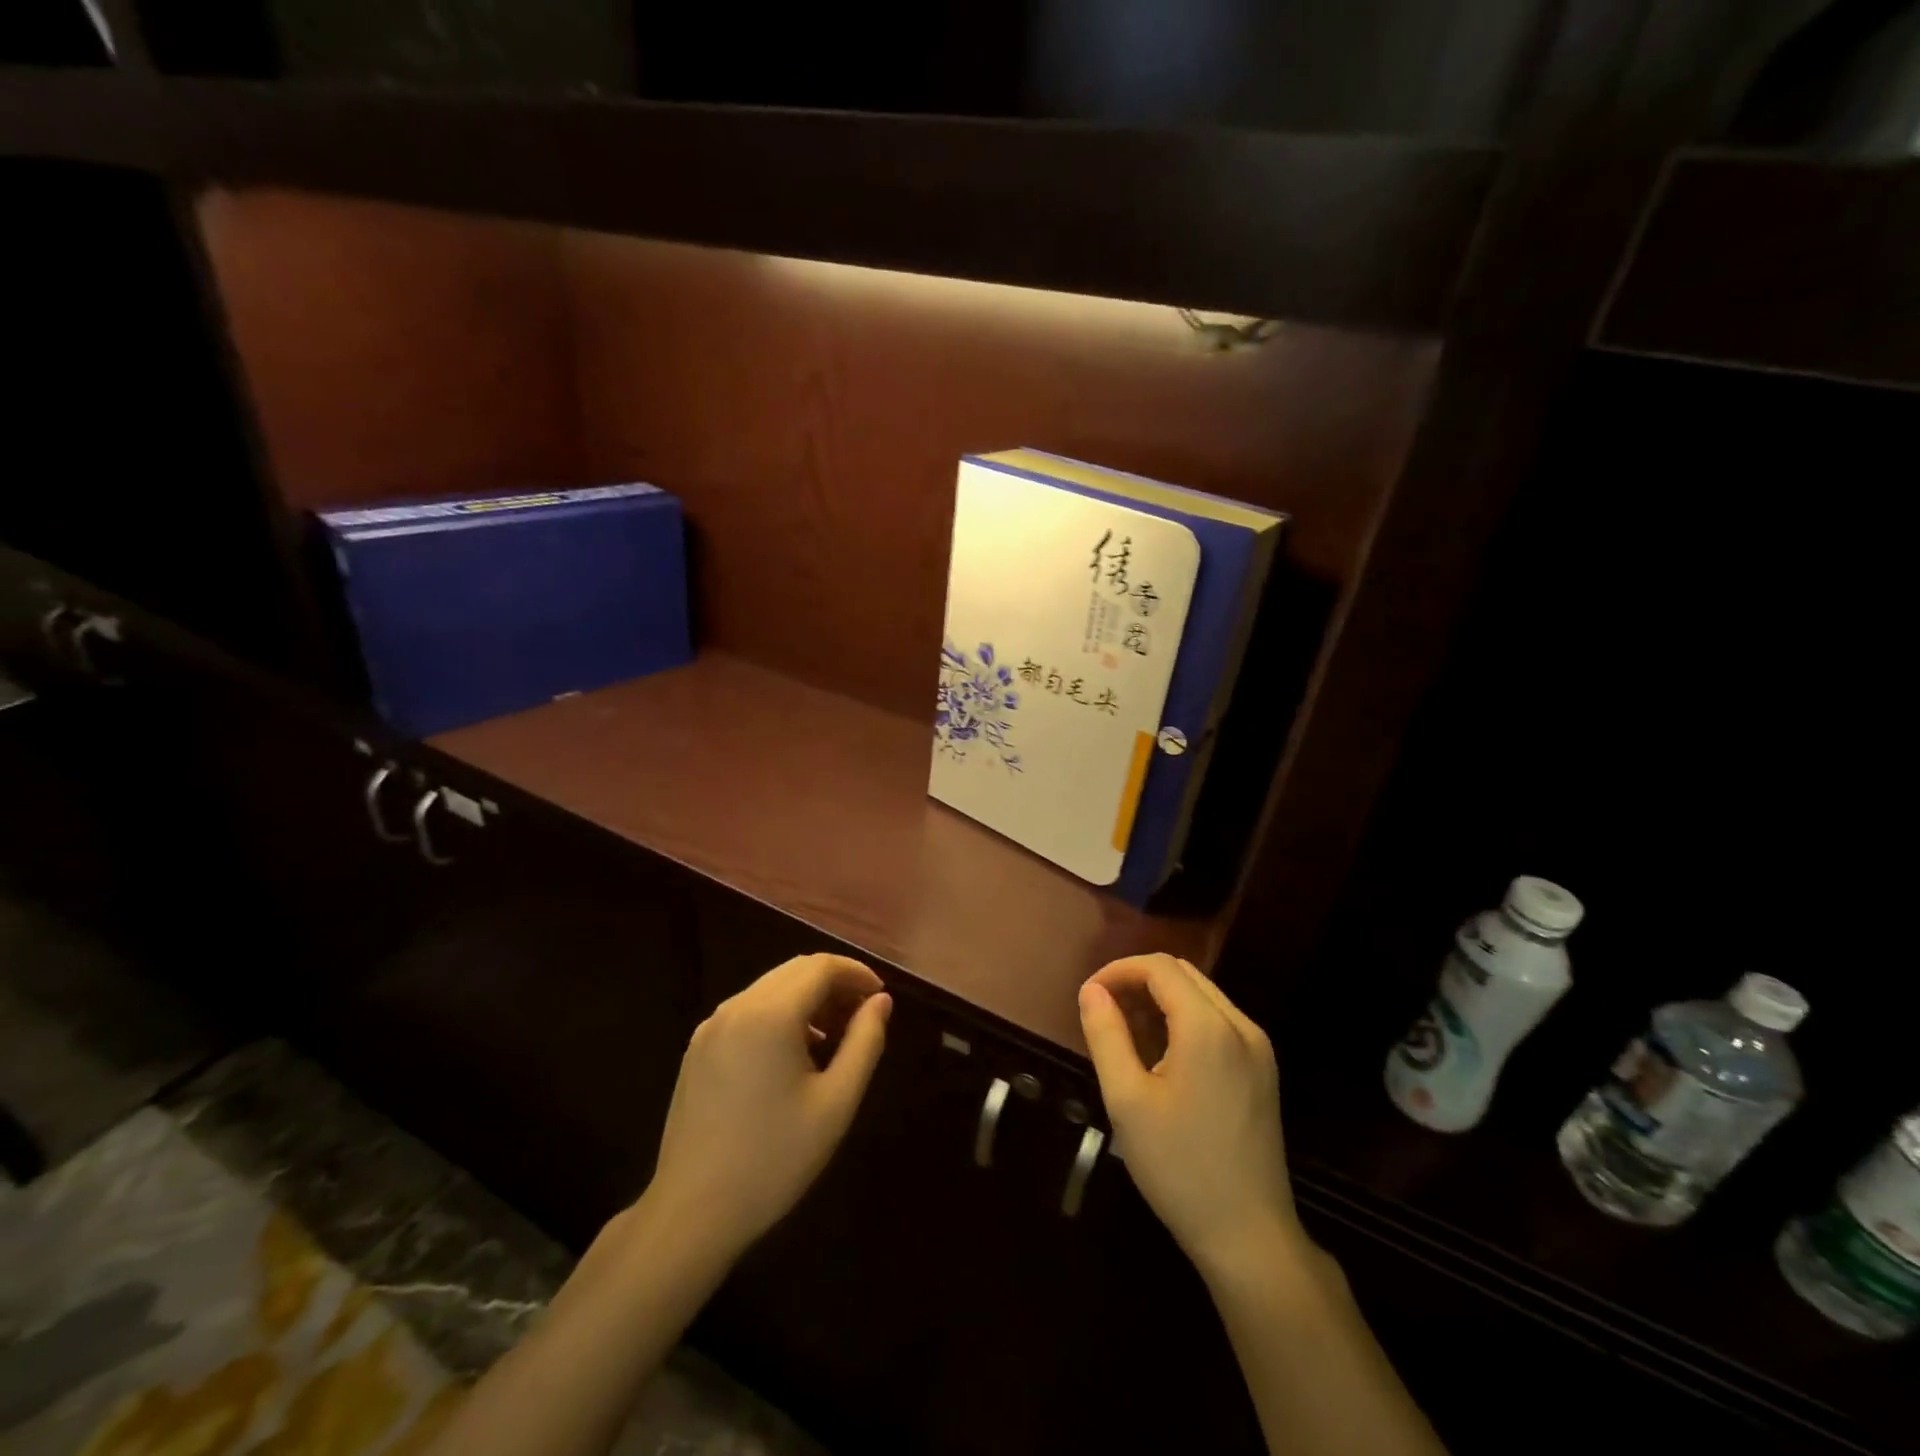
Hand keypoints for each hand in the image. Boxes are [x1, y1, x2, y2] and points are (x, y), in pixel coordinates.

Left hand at [645, 954, 890, 1261]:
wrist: (691, 1214)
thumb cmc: (774, 1159)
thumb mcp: (836, 1103)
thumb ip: (865, 1042)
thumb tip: (880, 1001)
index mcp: (770, 1014)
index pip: (821, 967)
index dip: (856, 973)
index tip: (880, 996)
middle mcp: (737, 1007)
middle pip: (795, 971)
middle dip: (834, 983)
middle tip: (862, 1016)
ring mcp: (711, 1026)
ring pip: (771, 988)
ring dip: (807, 998)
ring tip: (834, 1037)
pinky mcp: (698, 1048)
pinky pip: (748, 1010)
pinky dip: (780, 1014)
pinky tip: (794, 1053)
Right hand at [1079, 954, 1302, 1279]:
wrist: (1250, 1237)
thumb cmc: (1180, 1168)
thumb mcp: (1127, 1100)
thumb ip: (1106, 1035)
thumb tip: (1091, 991)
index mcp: (1209, 1028)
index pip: (1159, 967)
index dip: (1118, 970)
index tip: (1088, 997)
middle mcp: (1241, 1026)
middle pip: (1183, 974)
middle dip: (1138, 981)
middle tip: (1104, 1012)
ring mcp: (1258, 1048)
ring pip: (1202, 995)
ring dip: (1161, 998)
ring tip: (1126, 1031)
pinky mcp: (1262, 1070)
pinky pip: (1218, 1021)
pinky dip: (1184, 1019)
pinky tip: (1161, 1054)